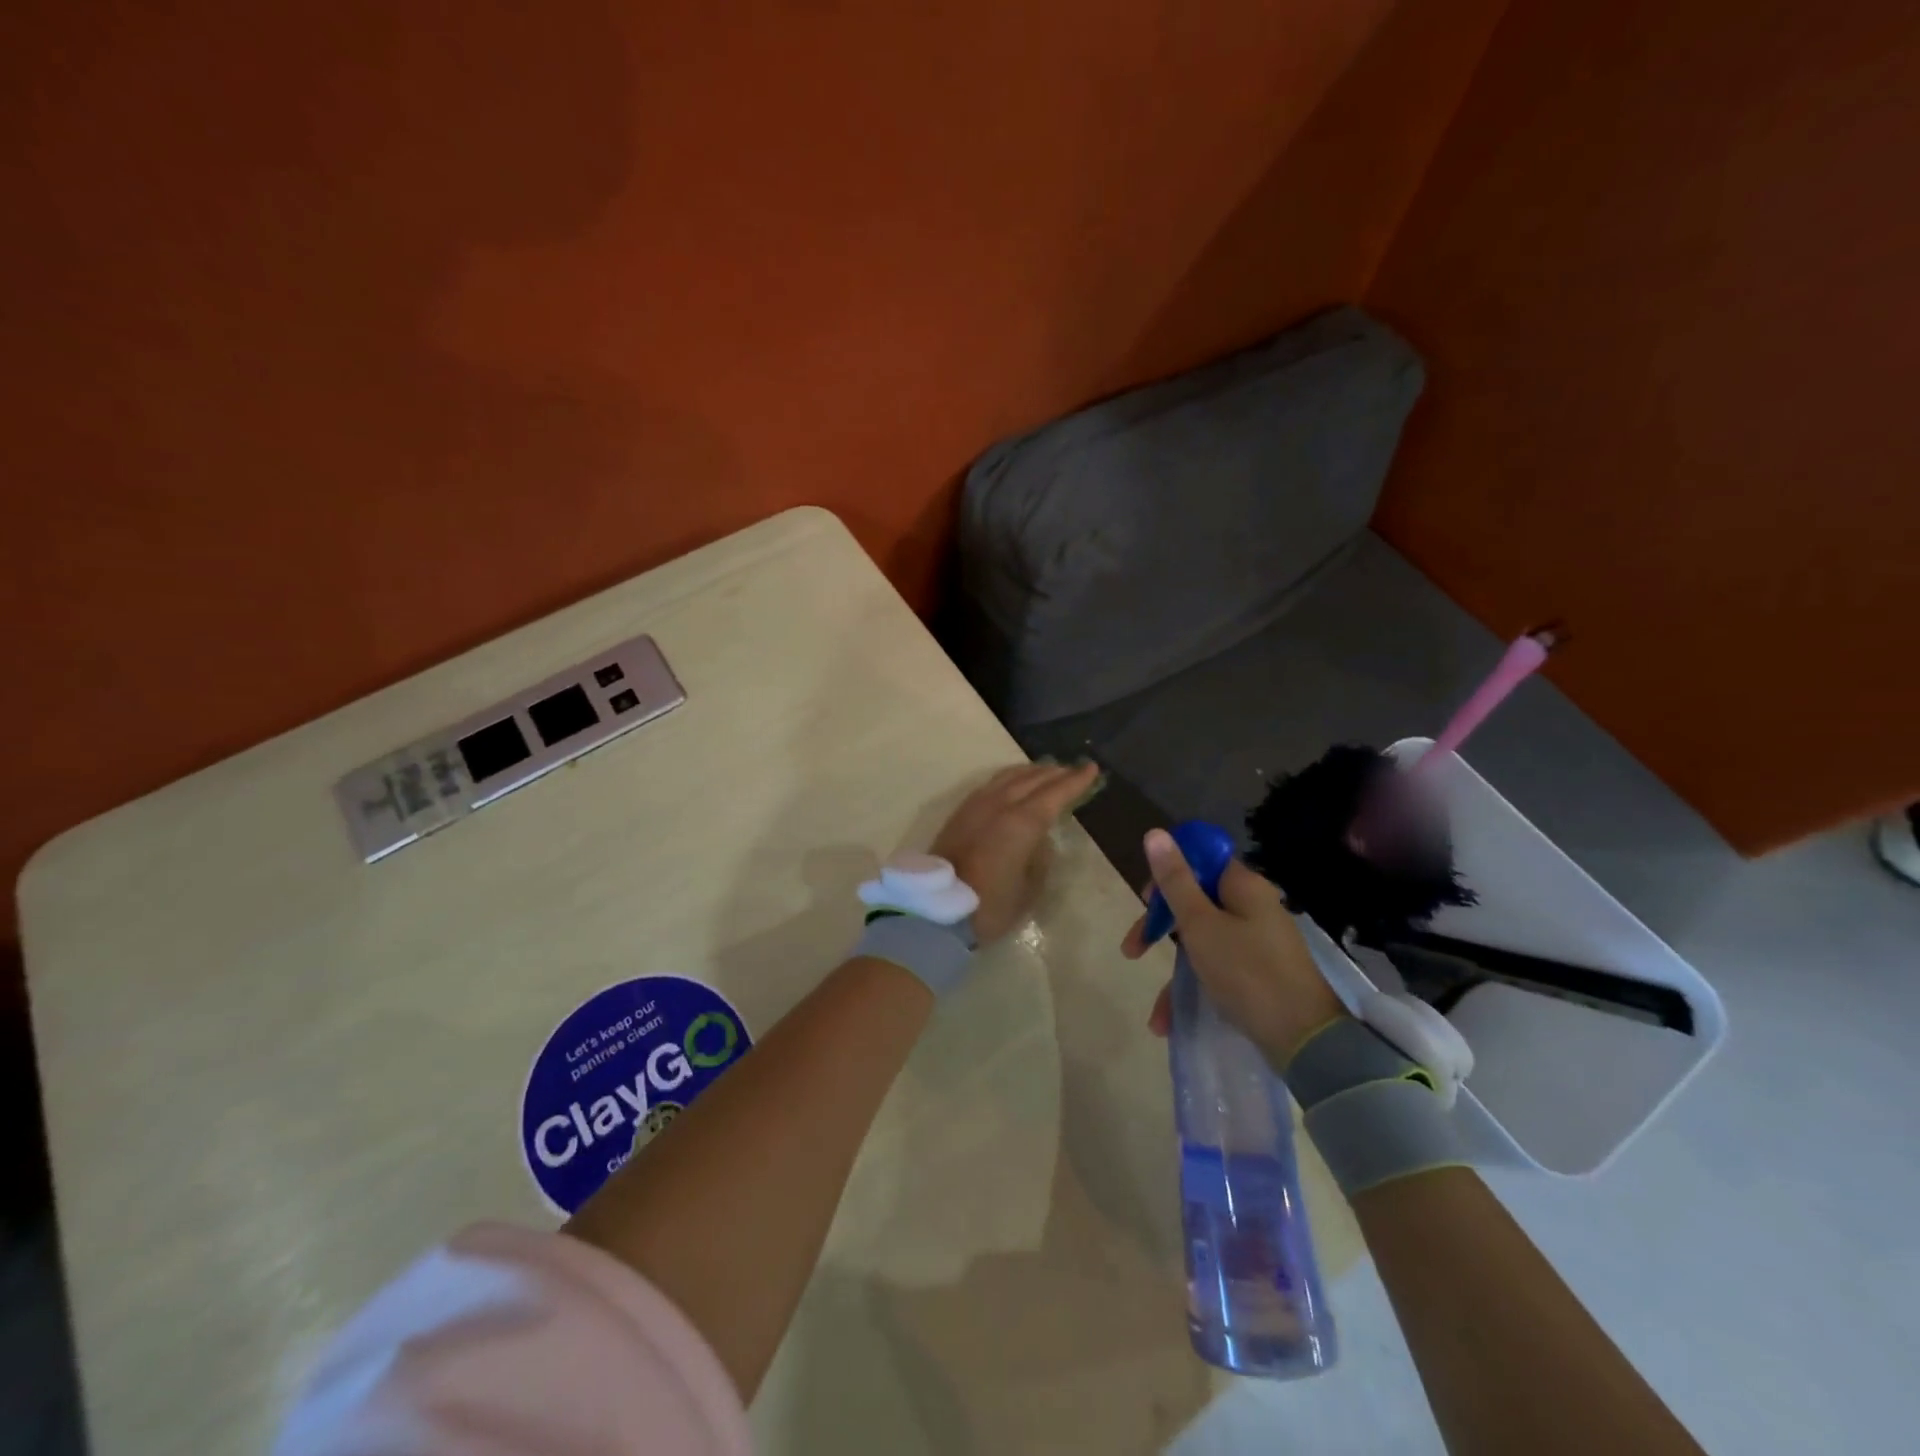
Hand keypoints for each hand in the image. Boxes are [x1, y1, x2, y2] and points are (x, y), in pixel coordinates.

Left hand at [930, 761, 1100, 941]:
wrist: (936, 910)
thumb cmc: (989, 906)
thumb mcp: (1029, 889)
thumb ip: (1040, 858)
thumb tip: (1040, 839)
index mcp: (1022, 823)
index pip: (1055, 793)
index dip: (1075, 781)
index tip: (1092, 769)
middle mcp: (1000, 805)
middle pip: (1032, 780)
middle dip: (1055, 773)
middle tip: (1073, 769)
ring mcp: (976, 806)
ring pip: (1008, 777)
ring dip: (1030, 772)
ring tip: (1046, 770)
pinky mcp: (960, 813)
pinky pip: (990, 784)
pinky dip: (1008, 778)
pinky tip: (1012, 783)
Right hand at [1122, 828, 1346, 1059]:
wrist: (1305, 1040)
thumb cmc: (1246, 972)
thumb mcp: (1200, 924)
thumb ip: (1175, 881)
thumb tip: (1155, 832)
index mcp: (1243, 887)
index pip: (1200, 861)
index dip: (1168, 875)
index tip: (1146, 900)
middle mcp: (1253, 908)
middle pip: (1196, 902)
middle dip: (1160, 927)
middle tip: (1133, 949)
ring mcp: (1258, 942)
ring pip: (1202, 941)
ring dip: (1173, 970)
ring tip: (1154, 1012)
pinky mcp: (1260, 974)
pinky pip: (1217, 970)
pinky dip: (1193, 990)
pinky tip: (1170, 1022)